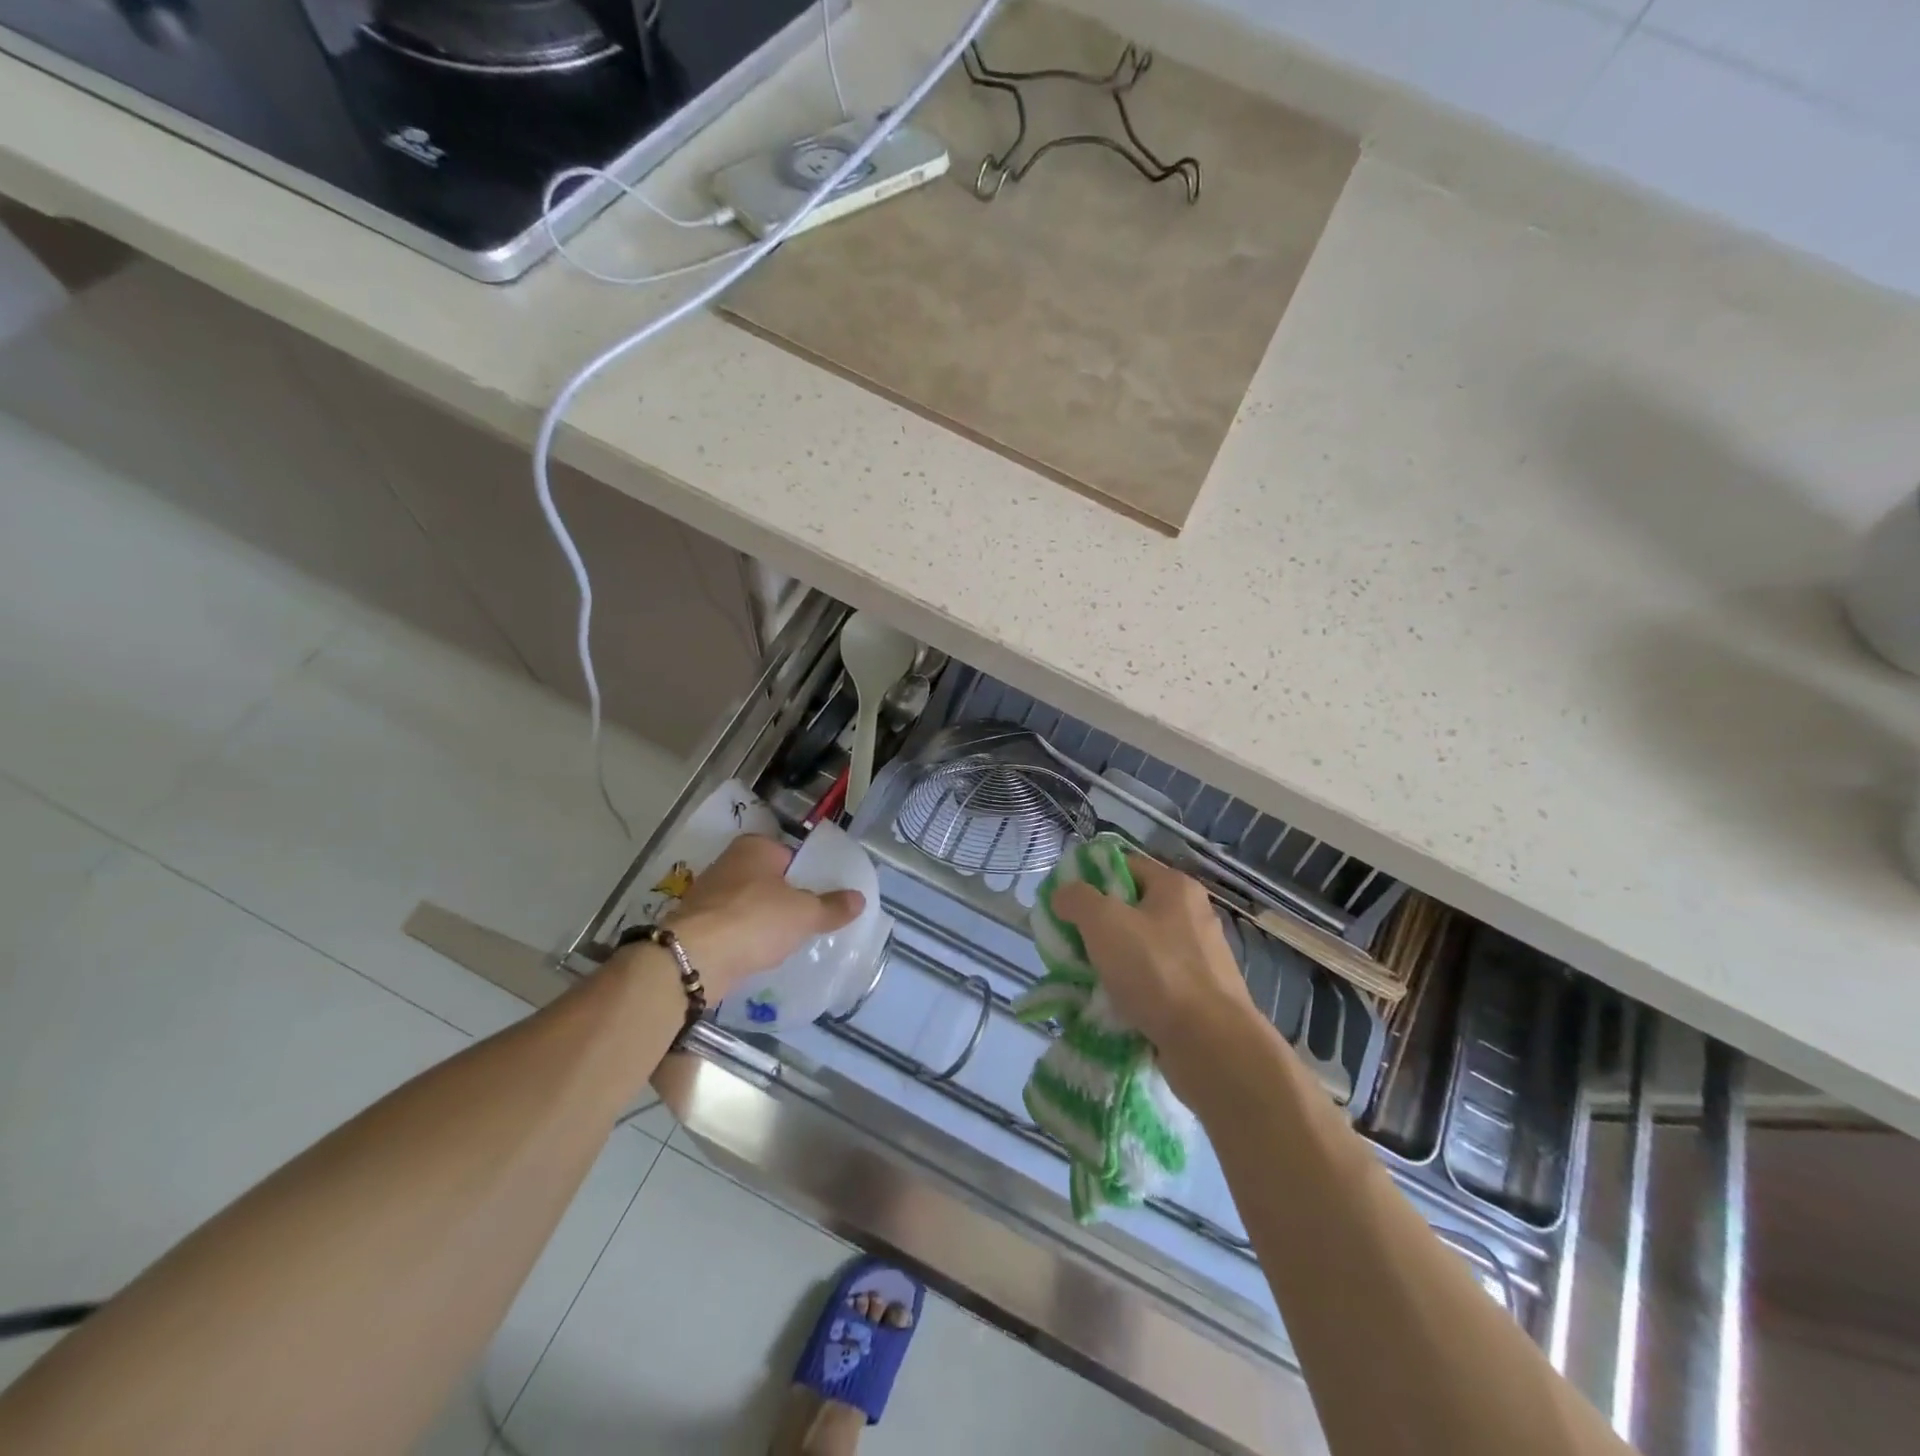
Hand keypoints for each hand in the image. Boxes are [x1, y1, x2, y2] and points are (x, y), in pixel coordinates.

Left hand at [654, 835, 863, 999]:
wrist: (694, 959)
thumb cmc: (755, 921)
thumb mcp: (805, 914)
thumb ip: (832, 906)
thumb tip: (859, 899)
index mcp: (755, 847)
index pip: (792, 855)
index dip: (809, 876)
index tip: (823, 898)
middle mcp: (729, 862)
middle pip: (769, 879)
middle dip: (786, 898)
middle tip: (809, 921)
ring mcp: (709, 894)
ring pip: (749, 904)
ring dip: (764, 920)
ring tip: (788, 942)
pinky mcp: (697, 924)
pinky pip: (732, 927)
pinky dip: (745, 938)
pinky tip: (759, 954)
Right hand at [1051, 854, 1257, 1088]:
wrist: (1211, 1045)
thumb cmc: (1156, 971)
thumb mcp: (1103, 922)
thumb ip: (1077, 898)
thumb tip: (1063, 894)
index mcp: (1175, 887)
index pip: (1123, 865)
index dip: (1089, 878)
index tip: (1063, 903)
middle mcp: (1193, 914)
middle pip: (1131, 907)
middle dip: (1097, 925)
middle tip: (1069, 943)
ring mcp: (1200, 956)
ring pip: (1141, 947)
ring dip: (1112, 961)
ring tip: (1084, 978)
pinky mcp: (1201, 993)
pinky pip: (1155, 981)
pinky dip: (1132, 989)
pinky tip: (1112, 1004)